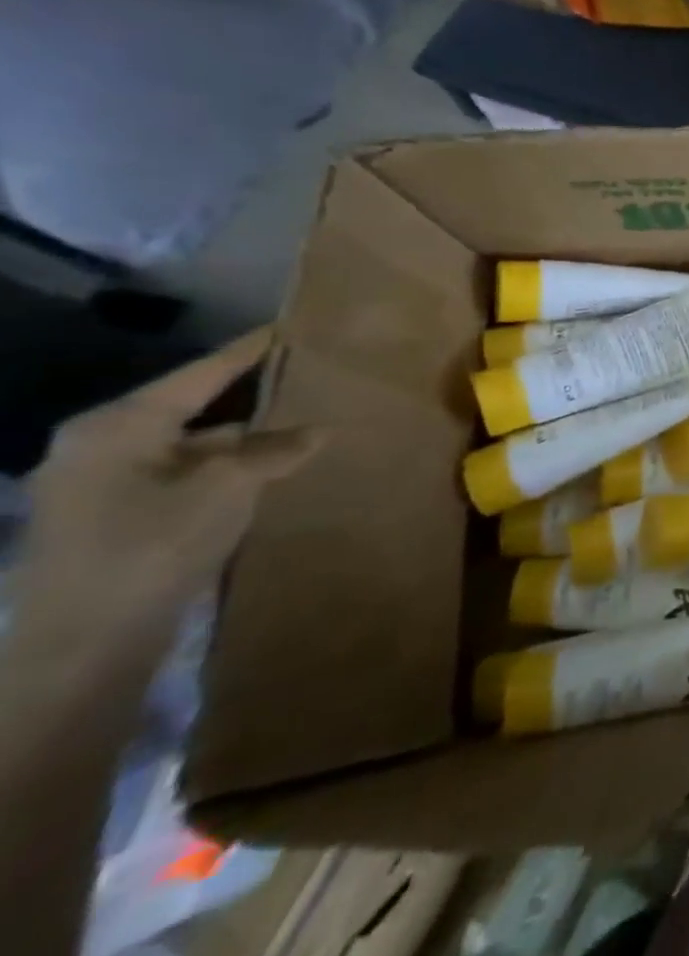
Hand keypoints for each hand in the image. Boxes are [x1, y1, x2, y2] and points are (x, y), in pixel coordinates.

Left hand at [15, 330, 323, 662]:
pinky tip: (264, 474)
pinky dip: (222, 472)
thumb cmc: (153, 543)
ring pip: (188, 446)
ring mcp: (98, 487)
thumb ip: (275, 449)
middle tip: (302, 381)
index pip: (198, 374)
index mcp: (116, 427)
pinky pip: (180, 476)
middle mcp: (98, 447)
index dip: (247, 352)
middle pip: (190, 409)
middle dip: (248, 401)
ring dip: (239, 442)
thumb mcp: (230, 485)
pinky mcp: (110, 521)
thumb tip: (318, 430)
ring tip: (297, 430)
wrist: (87, 644)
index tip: (285, 327)